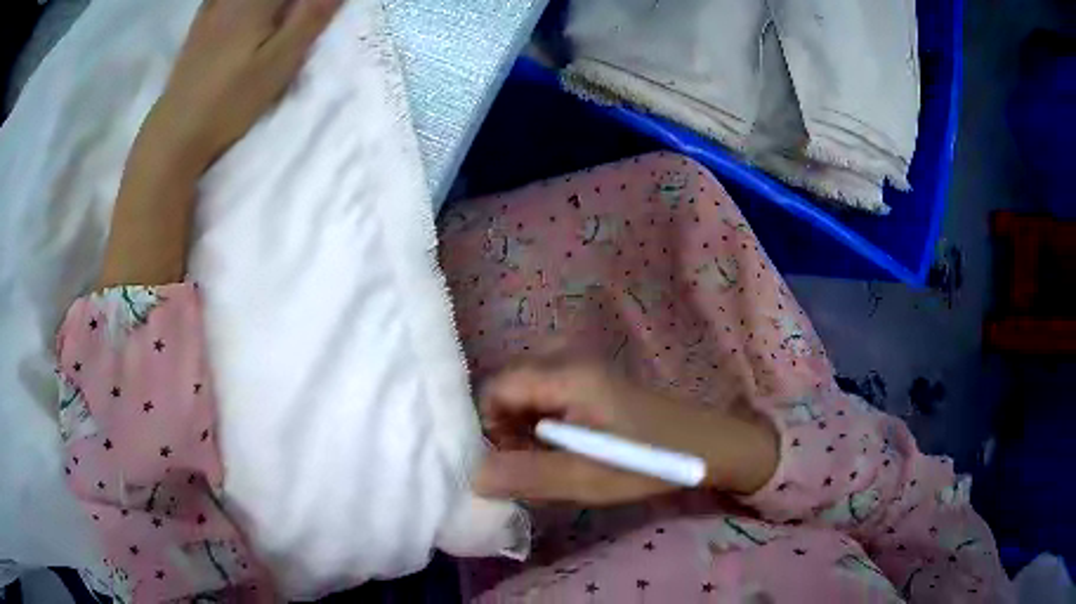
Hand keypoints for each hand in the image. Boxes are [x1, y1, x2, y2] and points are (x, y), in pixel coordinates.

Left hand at [97, 0, 340, 288]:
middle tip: (295, 3)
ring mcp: (202, 29)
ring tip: (270, 11)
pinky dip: (229, 7)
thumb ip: (308, 21)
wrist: (165, 156)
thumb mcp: (275, 70)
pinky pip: (216, 10)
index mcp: (246, 11)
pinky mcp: (190, 50)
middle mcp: (221, 10)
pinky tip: (238, 18)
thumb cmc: (220, 116)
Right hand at [475, 359, 778, 504]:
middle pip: (509, 388)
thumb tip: (473, 476)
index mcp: (567, 374)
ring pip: (527, 395)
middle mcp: (569, 359)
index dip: (490, 426)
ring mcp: (582, 369)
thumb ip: (527, 476)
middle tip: (530, 466)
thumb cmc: (650, 462)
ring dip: (525, 430)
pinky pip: (548, 398)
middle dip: (507, 429)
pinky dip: (543, 426)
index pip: (497, 387)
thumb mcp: (587, 477)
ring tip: (549, 463)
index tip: (508, 463)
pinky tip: (564, 452)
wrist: (707, 447)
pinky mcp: (592, 383)